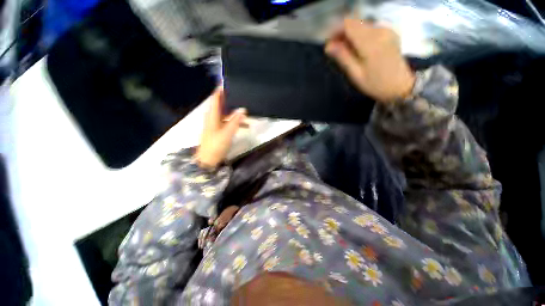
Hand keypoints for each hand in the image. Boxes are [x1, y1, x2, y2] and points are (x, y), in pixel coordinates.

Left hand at [196, 88, 246, 167]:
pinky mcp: (219, 130)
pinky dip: (236, 122)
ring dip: (236, 113)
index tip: (229, 83)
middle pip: (222, 104)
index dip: (221, 89)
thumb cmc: (216, 145)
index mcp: (212, 115)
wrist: (208, 160)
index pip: (216, 98)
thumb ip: (235, 121)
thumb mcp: (227, 133)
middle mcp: (213, 117)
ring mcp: (216, 124)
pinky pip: (228, 122)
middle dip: (232, 100)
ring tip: (248, 112)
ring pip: (227, 114)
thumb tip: (243, 110)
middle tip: (243, 96)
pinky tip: (245, 125)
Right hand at [326, 18, 415, 102]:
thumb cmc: (375, 84)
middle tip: (335, 50)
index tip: (329, 44)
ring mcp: (386, 29)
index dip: (335, 30)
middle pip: (355, 22)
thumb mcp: (356, 74)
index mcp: (370, 42)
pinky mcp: (389, 32)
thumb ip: (343, 57)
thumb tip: (328, 46)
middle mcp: (379, 30)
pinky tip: (357, 48)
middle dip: (342, 33)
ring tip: (345, 51)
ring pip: (361, 24)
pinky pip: (369, 28)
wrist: (400, 85)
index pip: (348, 24)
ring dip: (350, 34)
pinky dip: (360, 35)